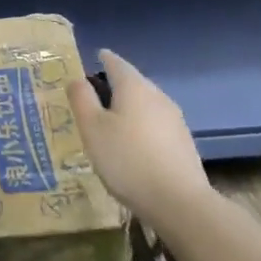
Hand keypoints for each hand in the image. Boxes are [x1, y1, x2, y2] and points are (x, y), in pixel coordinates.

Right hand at [70, 50, 209, 215]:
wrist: (179, 202)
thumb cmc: (127, 159)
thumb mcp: (92, 128)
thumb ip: (81, 98)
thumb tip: (77, 78)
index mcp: (133, 87)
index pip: (116, 62)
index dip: (103, 59)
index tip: (94, 58)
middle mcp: (157, 96)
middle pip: (133, 82)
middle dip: (114, 85)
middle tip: (94, 95)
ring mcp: (174, 119)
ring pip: (145, 104)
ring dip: (129, 107)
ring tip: (111, 122)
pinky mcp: (183, 142)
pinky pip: (156, 124)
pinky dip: (141, 126)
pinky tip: (133, 145)